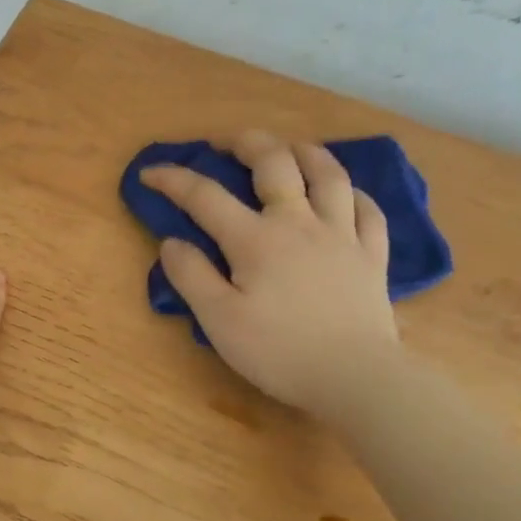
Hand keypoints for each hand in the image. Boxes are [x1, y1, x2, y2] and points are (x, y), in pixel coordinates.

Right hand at [141, 131, 398, 415]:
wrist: (355, 378)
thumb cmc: (278, 351)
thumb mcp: (218, 320)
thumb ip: (191, 276)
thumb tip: (172, 242)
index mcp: (255, 239)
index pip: (205, 196)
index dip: (173, 179)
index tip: (149, 173)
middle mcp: (299, 223)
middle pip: (275, 163)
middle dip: (245, 143)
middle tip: (225, 142)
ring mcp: (342, 235)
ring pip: (328, 174)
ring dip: (304, 152)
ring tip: (287, 149)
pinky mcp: (371, 256)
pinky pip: (367, 209)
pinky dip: (351, 192)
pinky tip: (342, 192)